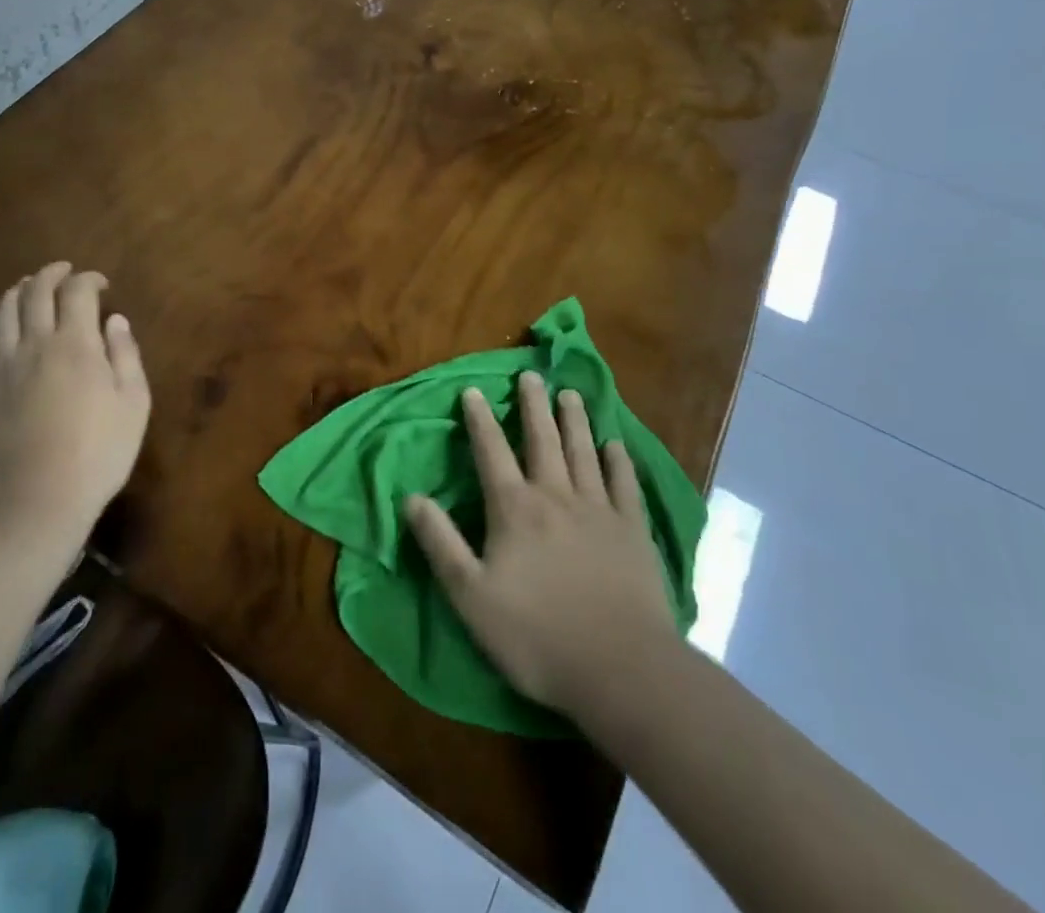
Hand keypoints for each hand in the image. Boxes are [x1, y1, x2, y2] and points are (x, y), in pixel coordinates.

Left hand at [0, 262, 150, 534]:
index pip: (77, 292)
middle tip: (63, 272)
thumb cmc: (100, 451)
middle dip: (50, 274)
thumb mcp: (134, 403)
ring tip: (25, 288)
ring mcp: (2, 367)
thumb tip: (114, 320)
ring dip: (14, 292)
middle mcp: (36, 343)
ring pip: (1, 313)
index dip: (88, 279)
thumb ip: (126, 355)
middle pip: (36, 292)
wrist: (41, 497)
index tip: (100, 284)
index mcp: (77, 343)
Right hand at [405, 373, 676, 718]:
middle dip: (533, 406)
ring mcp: (600, 512)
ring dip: (575, 421)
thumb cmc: (537, 635)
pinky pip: (625, 486)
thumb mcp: (470, 595)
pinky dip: (619, 462)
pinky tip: (615, 446)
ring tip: (570, 394)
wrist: (622, 670)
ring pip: (583, 453)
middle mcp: (556, 497)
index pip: (491, 452)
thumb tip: (410, 497)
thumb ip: (440, 542)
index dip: (480, 420)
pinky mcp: (634, 533)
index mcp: (514, 509)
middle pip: (542, 440)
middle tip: (531, 374)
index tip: (473, 390)